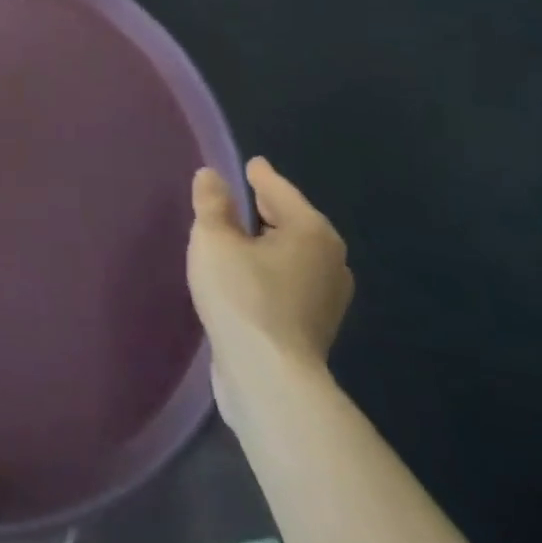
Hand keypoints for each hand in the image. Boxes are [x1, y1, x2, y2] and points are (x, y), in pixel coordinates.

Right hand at [188, 157, 352, 430]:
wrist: (268, 378)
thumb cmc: (242, 296)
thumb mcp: (214, 239)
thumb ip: (212, 203)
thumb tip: (212, 176)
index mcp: (311, 231)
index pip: (279, 190)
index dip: (260, 176)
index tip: (252, 165)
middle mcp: (329, 259)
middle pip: (291, 220)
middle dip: (266, 208)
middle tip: (239, 197)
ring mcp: (327, 296)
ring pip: (292, 252)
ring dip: (268, 241)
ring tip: (240, 235)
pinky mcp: (315, 324)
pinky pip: (290, 278)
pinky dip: (271, 267)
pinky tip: (250, 272)